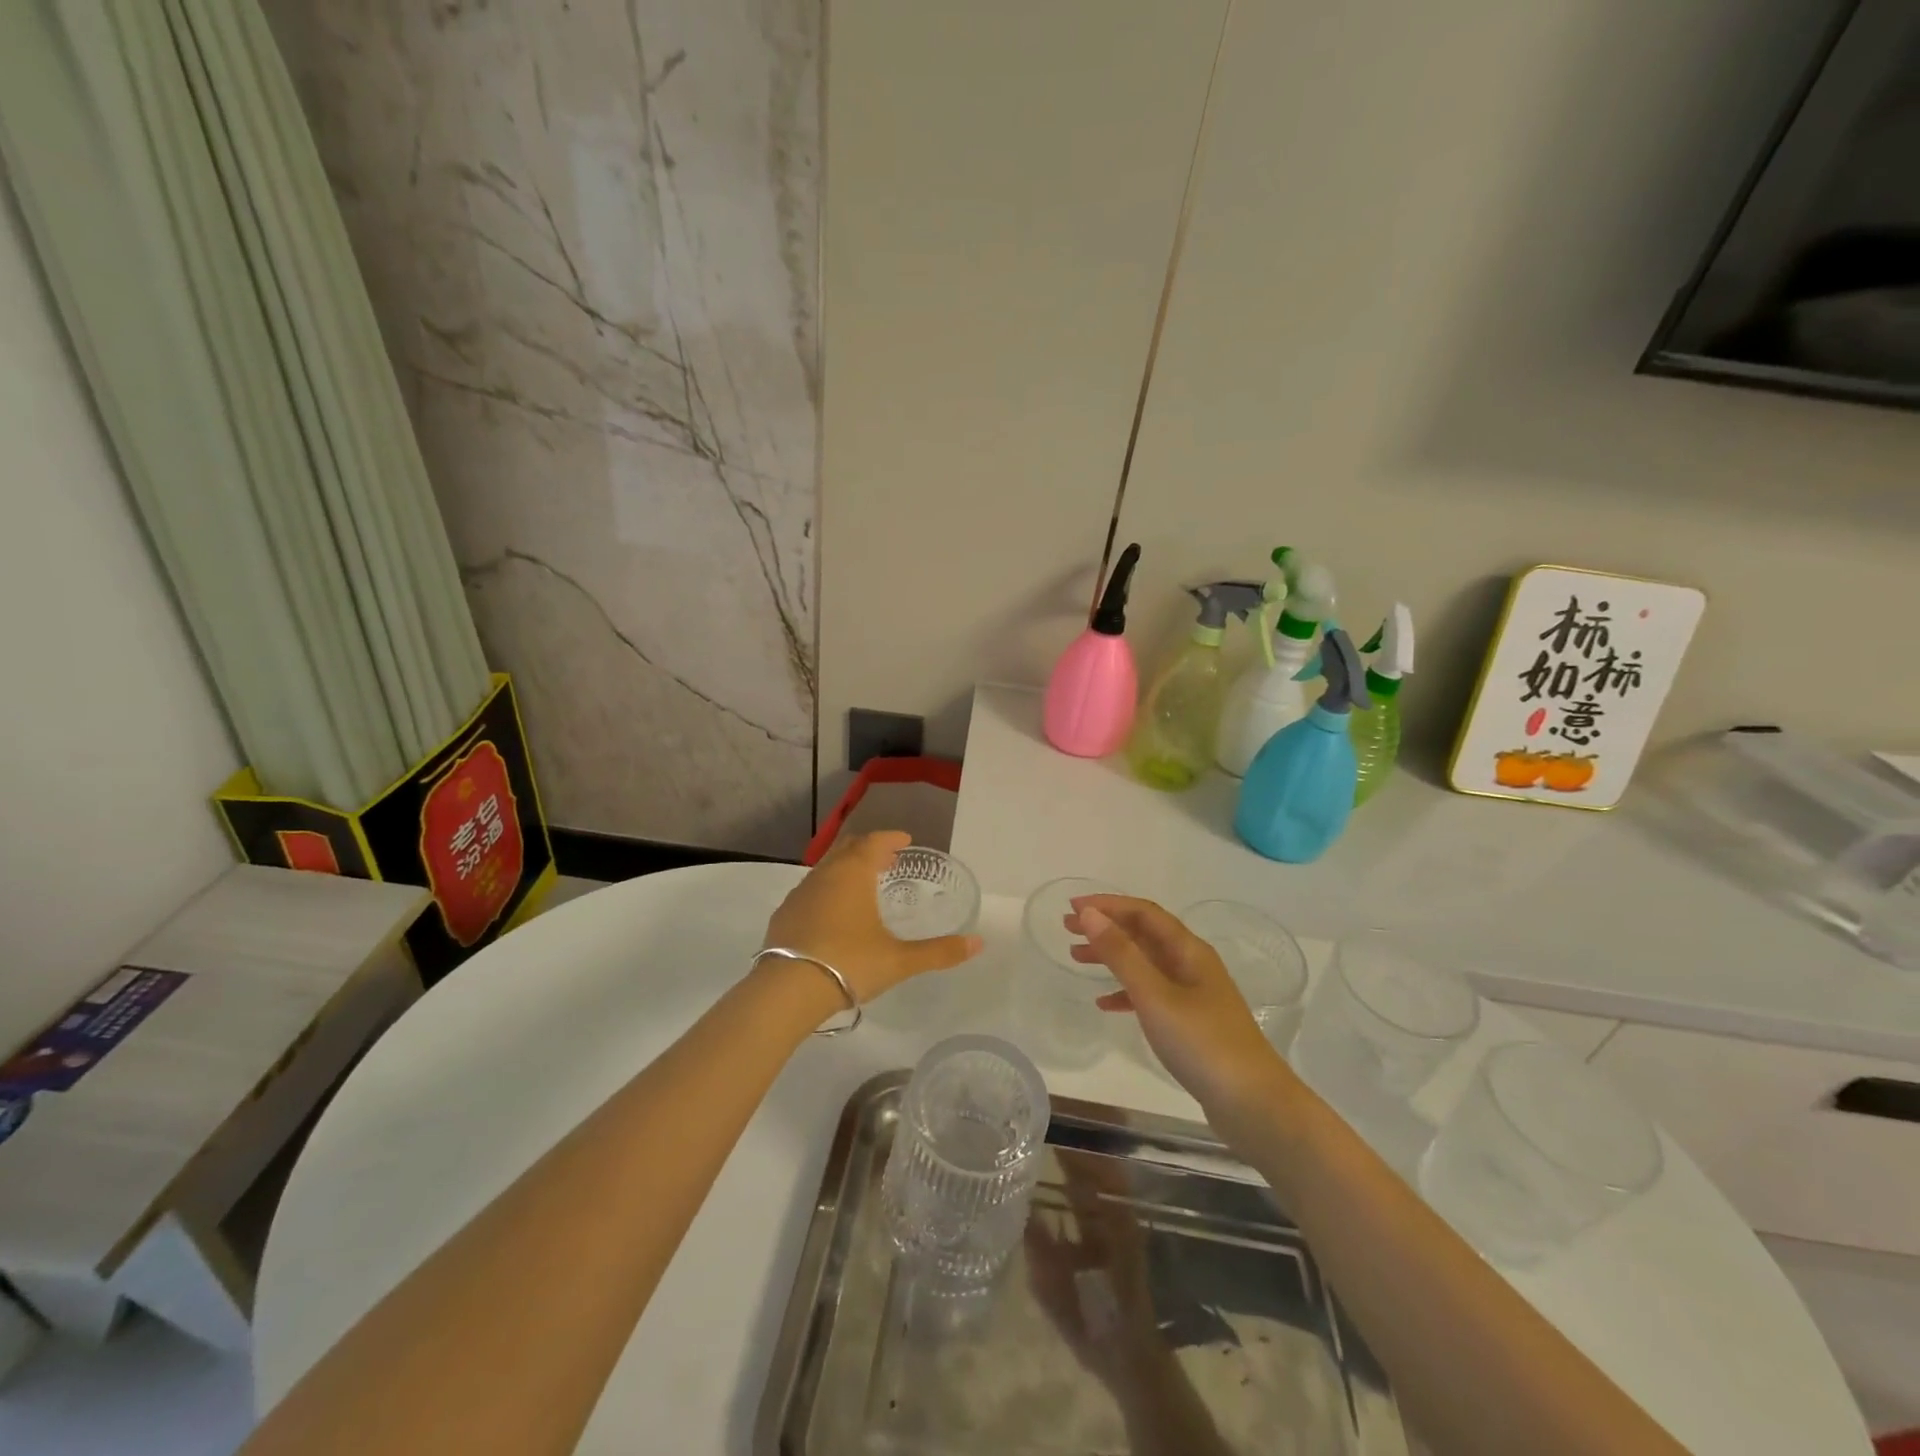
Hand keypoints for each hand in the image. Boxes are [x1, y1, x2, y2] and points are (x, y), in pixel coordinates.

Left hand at [762, 831, 981, 1003]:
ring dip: (846, 869)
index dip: (891, 838)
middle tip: (888, 859)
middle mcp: (825, 874)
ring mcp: (800, 894)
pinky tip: (833, 915)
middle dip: (869, 849)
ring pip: (826, 869)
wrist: (787, 990)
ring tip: (863, 886)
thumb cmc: (850, 963)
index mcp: (853, 873)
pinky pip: (810, 891)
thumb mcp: (899, 960)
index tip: (905, 840)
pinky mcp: (784, 915)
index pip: (874, 841)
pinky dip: (827, 891)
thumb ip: (939, 952)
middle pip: (848, 849)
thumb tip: (978, 943)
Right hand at [1068, 896, 1292, 1117]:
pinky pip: (1151, 994)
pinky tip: (1104, 1004)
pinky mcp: (1191, 1023)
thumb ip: (1121, 954)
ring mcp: (1193, 994)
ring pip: (1145, 963)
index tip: (1072, 907)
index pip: (1143, 912)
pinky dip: (1126, 992)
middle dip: (1106, 927)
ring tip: (1077, 959)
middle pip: (1143, 934)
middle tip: (1067, 929)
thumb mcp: (1154, 995)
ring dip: (1112, 956)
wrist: (1253, 1105)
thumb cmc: (1202, 1043)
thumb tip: (1089, 914)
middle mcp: (1192, 964)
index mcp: (1188, 950)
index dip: (1107, 904)